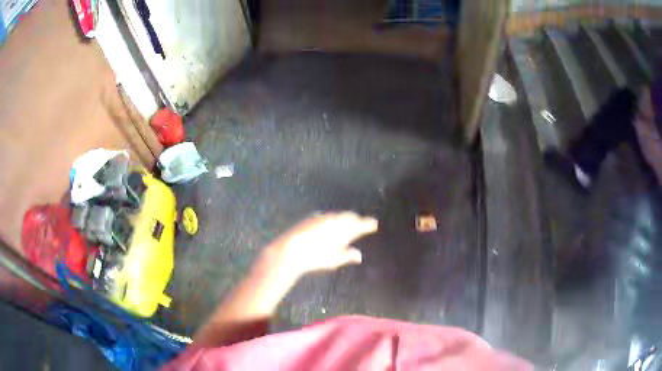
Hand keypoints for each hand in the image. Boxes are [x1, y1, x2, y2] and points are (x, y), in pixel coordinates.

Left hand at [266, 212, 378, 275]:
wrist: (291, 249)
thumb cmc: (315, 257)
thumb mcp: (334, 260)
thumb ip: (348, 256)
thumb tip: (359, 256)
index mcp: (346, 230)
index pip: (362, 224)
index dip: (369, 223)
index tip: (375, 223)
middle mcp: (337, 220)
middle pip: (351, 217)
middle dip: (357, 220)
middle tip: (362, 223)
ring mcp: (325, 217)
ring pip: (339, 215)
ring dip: (345, 218)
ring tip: (348, 223)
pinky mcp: (314, 217)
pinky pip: (329, 216)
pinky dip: (334, 219)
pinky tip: (331, 224)